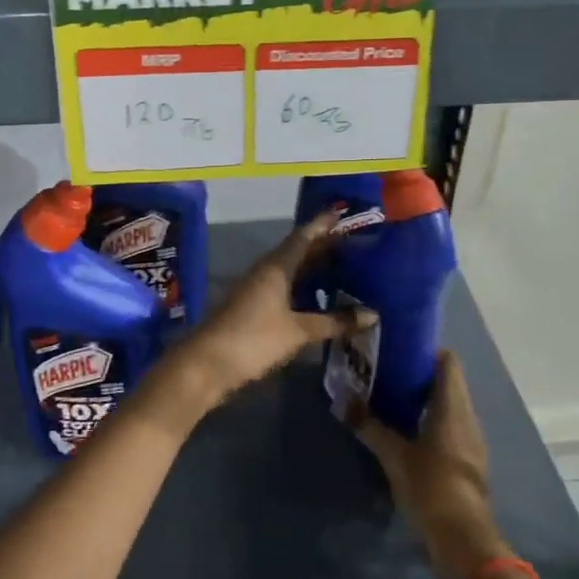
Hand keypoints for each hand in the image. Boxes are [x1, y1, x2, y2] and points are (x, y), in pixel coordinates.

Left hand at [181, 210, 376, 396]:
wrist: (206, 365)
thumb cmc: (253, 339)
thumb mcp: (298, 331)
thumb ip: (334, 322)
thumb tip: (372, 314)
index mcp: (275, 267)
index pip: (303, 237)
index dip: (322, 225)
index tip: (342, 214)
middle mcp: (265, 272)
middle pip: (297, 252)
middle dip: (323, 246)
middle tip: (353, 243)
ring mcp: (257, 290)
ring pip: (290, 271)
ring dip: (313, 268)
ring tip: (343, 269)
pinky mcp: (253, 309)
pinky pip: (284, 289)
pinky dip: (303, 289)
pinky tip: (319, 299)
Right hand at [345, 351, 509, 578]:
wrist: (464, 539)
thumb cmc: (431, 486)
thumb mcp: (393, 455)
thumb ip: (368, 425)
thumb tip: (341, 400)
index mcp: (453, 406)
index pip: (448, 361)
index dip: (426, 350)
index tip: (398, 348)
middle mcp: (467, 416)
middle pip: (448, 382)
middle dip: (419, 374)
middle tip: (385, 371)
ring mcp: (471, 440)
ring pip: (449, 406)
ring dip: (424, 399)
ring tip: (390, 397)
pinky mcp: (468, 461)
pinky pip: (450, 427)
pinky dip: (430, 421)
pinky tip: (406, 430)